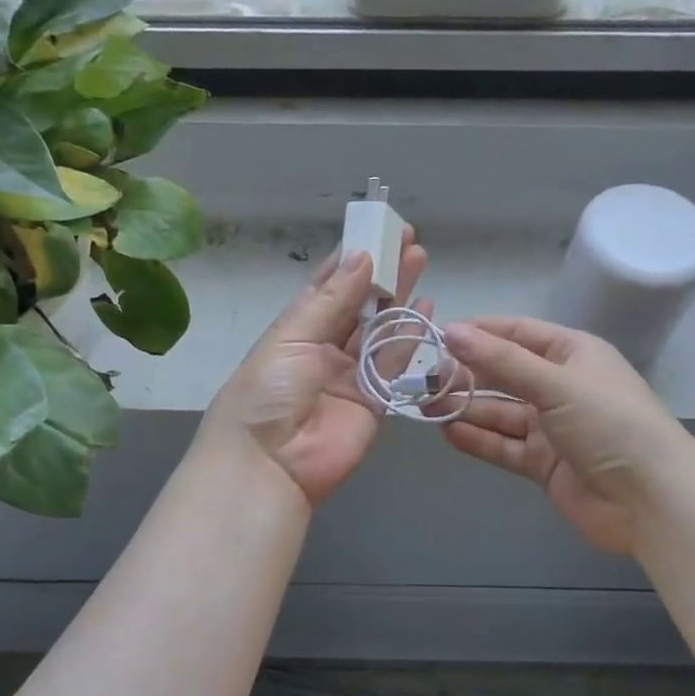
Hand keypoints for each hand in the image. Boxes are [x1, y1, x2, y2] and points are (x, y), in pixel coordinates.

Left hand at [201, 233, 430, 505]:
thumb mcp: (293, 337)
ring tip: (419, 260)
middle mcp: (323, 348)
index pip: (326, 286)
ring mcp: (350, 374)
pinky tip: (426, 306)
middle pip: (358, 304)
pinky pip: (395, 363)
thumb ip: (333, 299)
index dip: (351, 258)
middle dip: (381, 272)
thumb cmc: (269, 391)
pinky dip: (410, 337)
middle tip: (407, 240)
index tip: (376, 231)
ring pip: (380, 328)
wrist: (270, 465)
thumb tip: (361, 256)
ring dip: (399, 295)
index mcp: (295, 329)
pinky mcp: (374, 400)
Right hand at [441, 318, 693, 555]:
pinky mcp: (544, 463)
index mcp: (572, 353)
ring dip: (466, 408)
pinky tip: (449, 433)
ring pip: (500, 412)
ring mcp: (552, 427)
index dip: (478, 333)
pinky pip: (504, 445)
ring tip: (427, 407)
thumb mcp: (556, 384)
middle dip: (466, 375)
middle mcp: (560, 385)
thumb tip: (450, 330)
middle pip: (503, 374)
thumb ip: (501, 362)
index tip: (436, 336)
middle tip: (425, 379)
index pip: (516, 333)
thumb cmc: (611, 425)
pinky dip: (478, 439)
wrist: (653, 502)